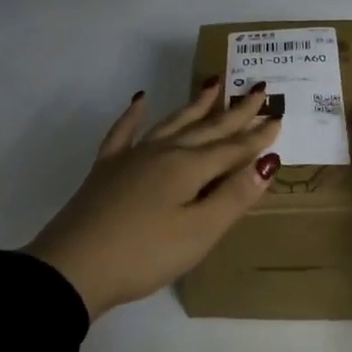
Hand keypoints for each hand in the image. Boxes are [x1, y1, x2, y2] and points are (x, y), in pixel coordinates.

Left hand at [25, 80, 283, 318]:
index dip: (257, 136)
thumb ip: (234, 196)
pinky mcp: (106, 169)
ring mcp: (131, 157)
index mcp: (189, 167)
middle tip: (258, 88)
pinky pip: (124, 132)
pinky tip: (139, 100)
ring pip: (172, 122)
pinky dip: (133, 115)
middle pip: (206, 128)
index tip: (278, 116)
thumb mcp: (199, 231)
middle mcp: (163, 152)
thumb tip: (268, 161)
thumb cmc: (145, 254)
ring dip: (195, 105)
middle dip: (234, 111)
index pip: (232, 148)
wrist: (73, 268)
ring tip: (214, 83)